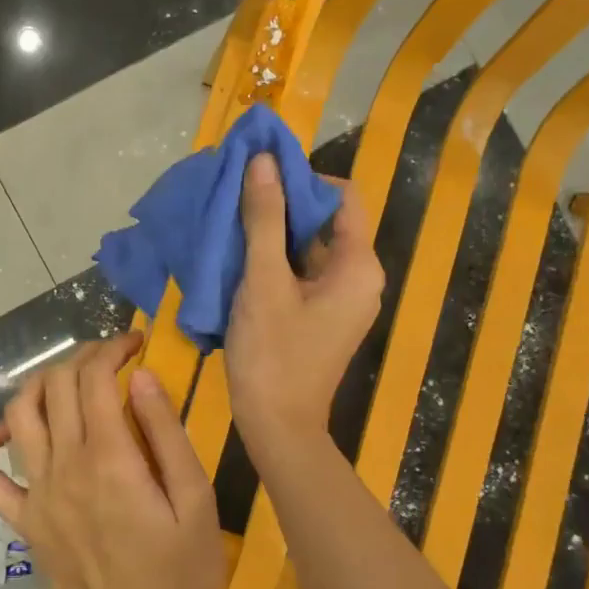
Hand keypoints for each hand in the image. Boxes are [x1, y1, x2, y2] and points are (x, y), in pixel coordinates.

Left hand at [0, 332, 225, 588]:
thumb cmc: (178, 566)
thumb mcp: (194, 498)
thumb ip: (166, 432)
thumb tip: (140, 376)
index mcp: (109, 457)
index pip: (95, 378)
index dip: (113, 348)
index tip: (135, 342)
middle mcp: (64, 465)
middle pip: (57, 386)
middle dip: (83, 357)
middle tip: (110, 358)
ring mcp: (35, 492)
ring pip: (19, 414)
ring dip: (40, 383)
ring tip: (68, 381)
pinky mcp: (21, 518)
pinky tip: (8, 431)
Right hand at [225, 153, 383, 451]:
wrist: (277, 427)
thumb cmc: (273, 354)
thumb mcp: (263, 282)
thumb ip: (264, 219)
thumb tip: (264, 160)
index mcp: (358, 266)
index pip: (342, 196)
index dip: (304, 178)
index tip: (259, 177)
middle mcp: (358, 277)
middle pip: (325, 221)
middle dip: (282, 205)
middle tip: (236, 197)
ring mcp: (339, 299)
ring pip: (308, 248)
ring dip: (273, 232)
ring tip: (230, 223)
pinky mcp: (320, 316)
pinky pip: (300, 273)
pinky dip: (273, 260)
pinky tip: (237, 257)